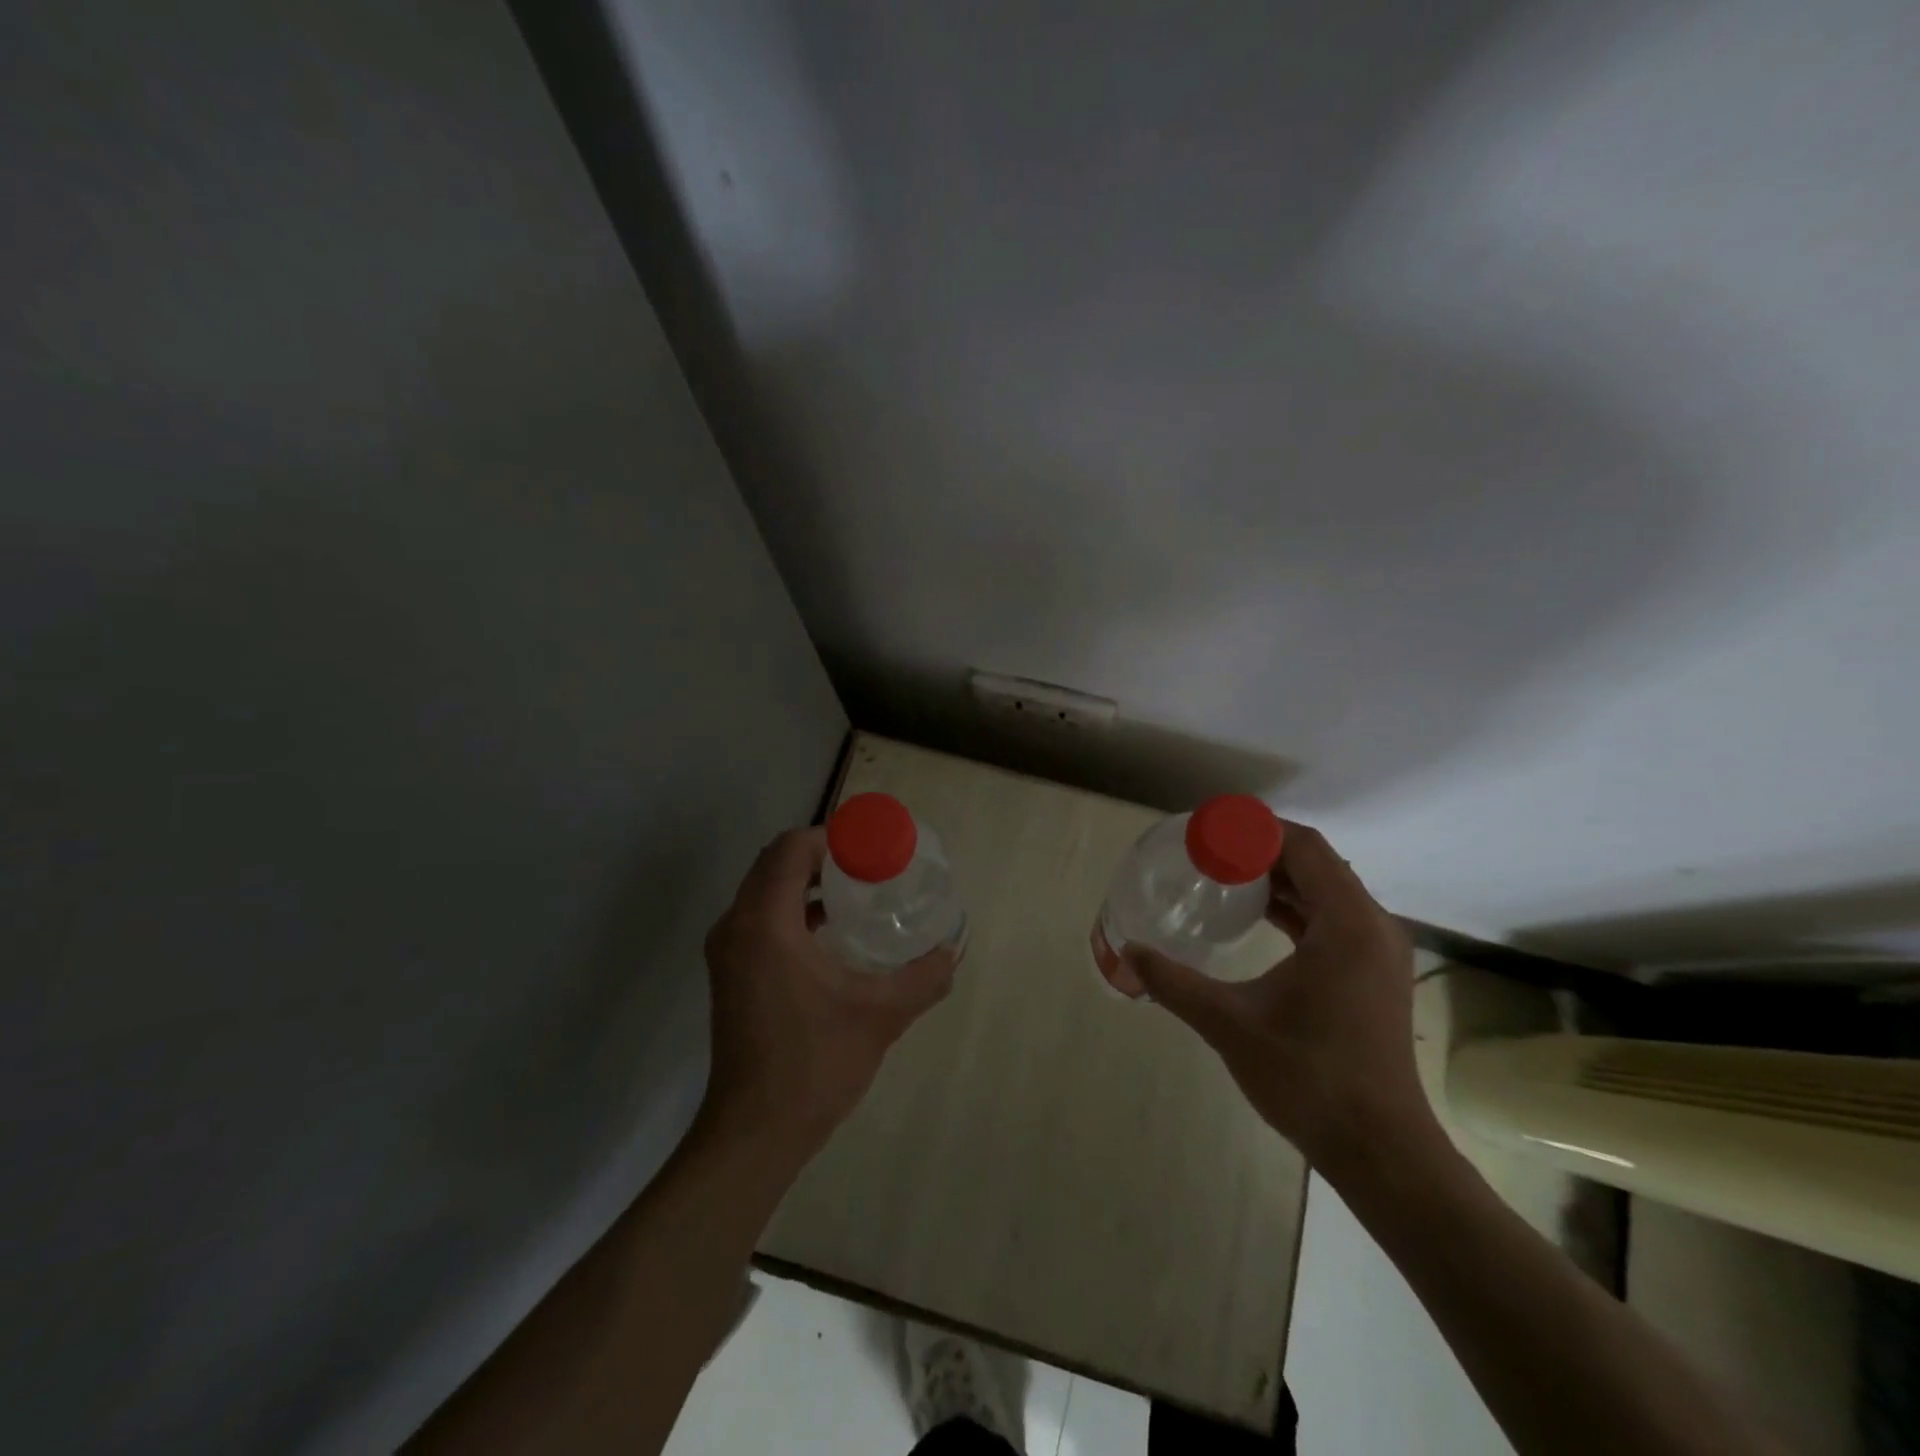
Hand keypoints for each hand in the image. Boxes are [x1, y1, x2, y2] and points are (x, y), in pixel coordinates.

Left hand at [700, 828, 957, 1164]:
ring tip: (855, 895)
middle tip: (868, 867)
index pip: (791, 849)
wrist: (755, 1131)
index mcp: (765, 923)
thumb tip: (952, 951)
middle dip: (821, 856)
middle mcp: (736, 926)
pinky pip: (760, 917)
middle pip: (775, 863)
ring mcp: (727, 951)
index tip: (870, 848)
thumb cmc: (814, 1063)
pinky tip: (831, 933)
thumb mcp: (881, 1015)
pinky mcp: (729, 973)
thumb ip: (922, 977)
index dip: (831, 838)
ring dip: (805, 882)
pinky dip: (792, 909)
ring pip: (764, 890)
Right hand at [1123, 820, 1435, 1170]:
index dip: (1256, 830)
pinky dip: (1296, 907)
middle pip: (1316, 864)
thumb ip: (1175, 983)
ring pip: (1326, 891)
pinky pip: (1333, 919)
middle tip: (1208, 851)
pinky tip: (1258, 917)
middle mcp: (1372, 926)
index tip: (1209, 830)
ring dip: (1280, 878)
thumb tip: (1129, 952)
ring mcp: (1378, 952)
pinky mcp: (1373, 975)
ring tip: (1224, 875)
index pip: (1305, 847)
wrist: (1381, 1151)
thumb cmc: (1309, 1077)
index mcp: (1348, 923)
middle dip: (1262, 850)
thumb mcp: (1230, 1024)